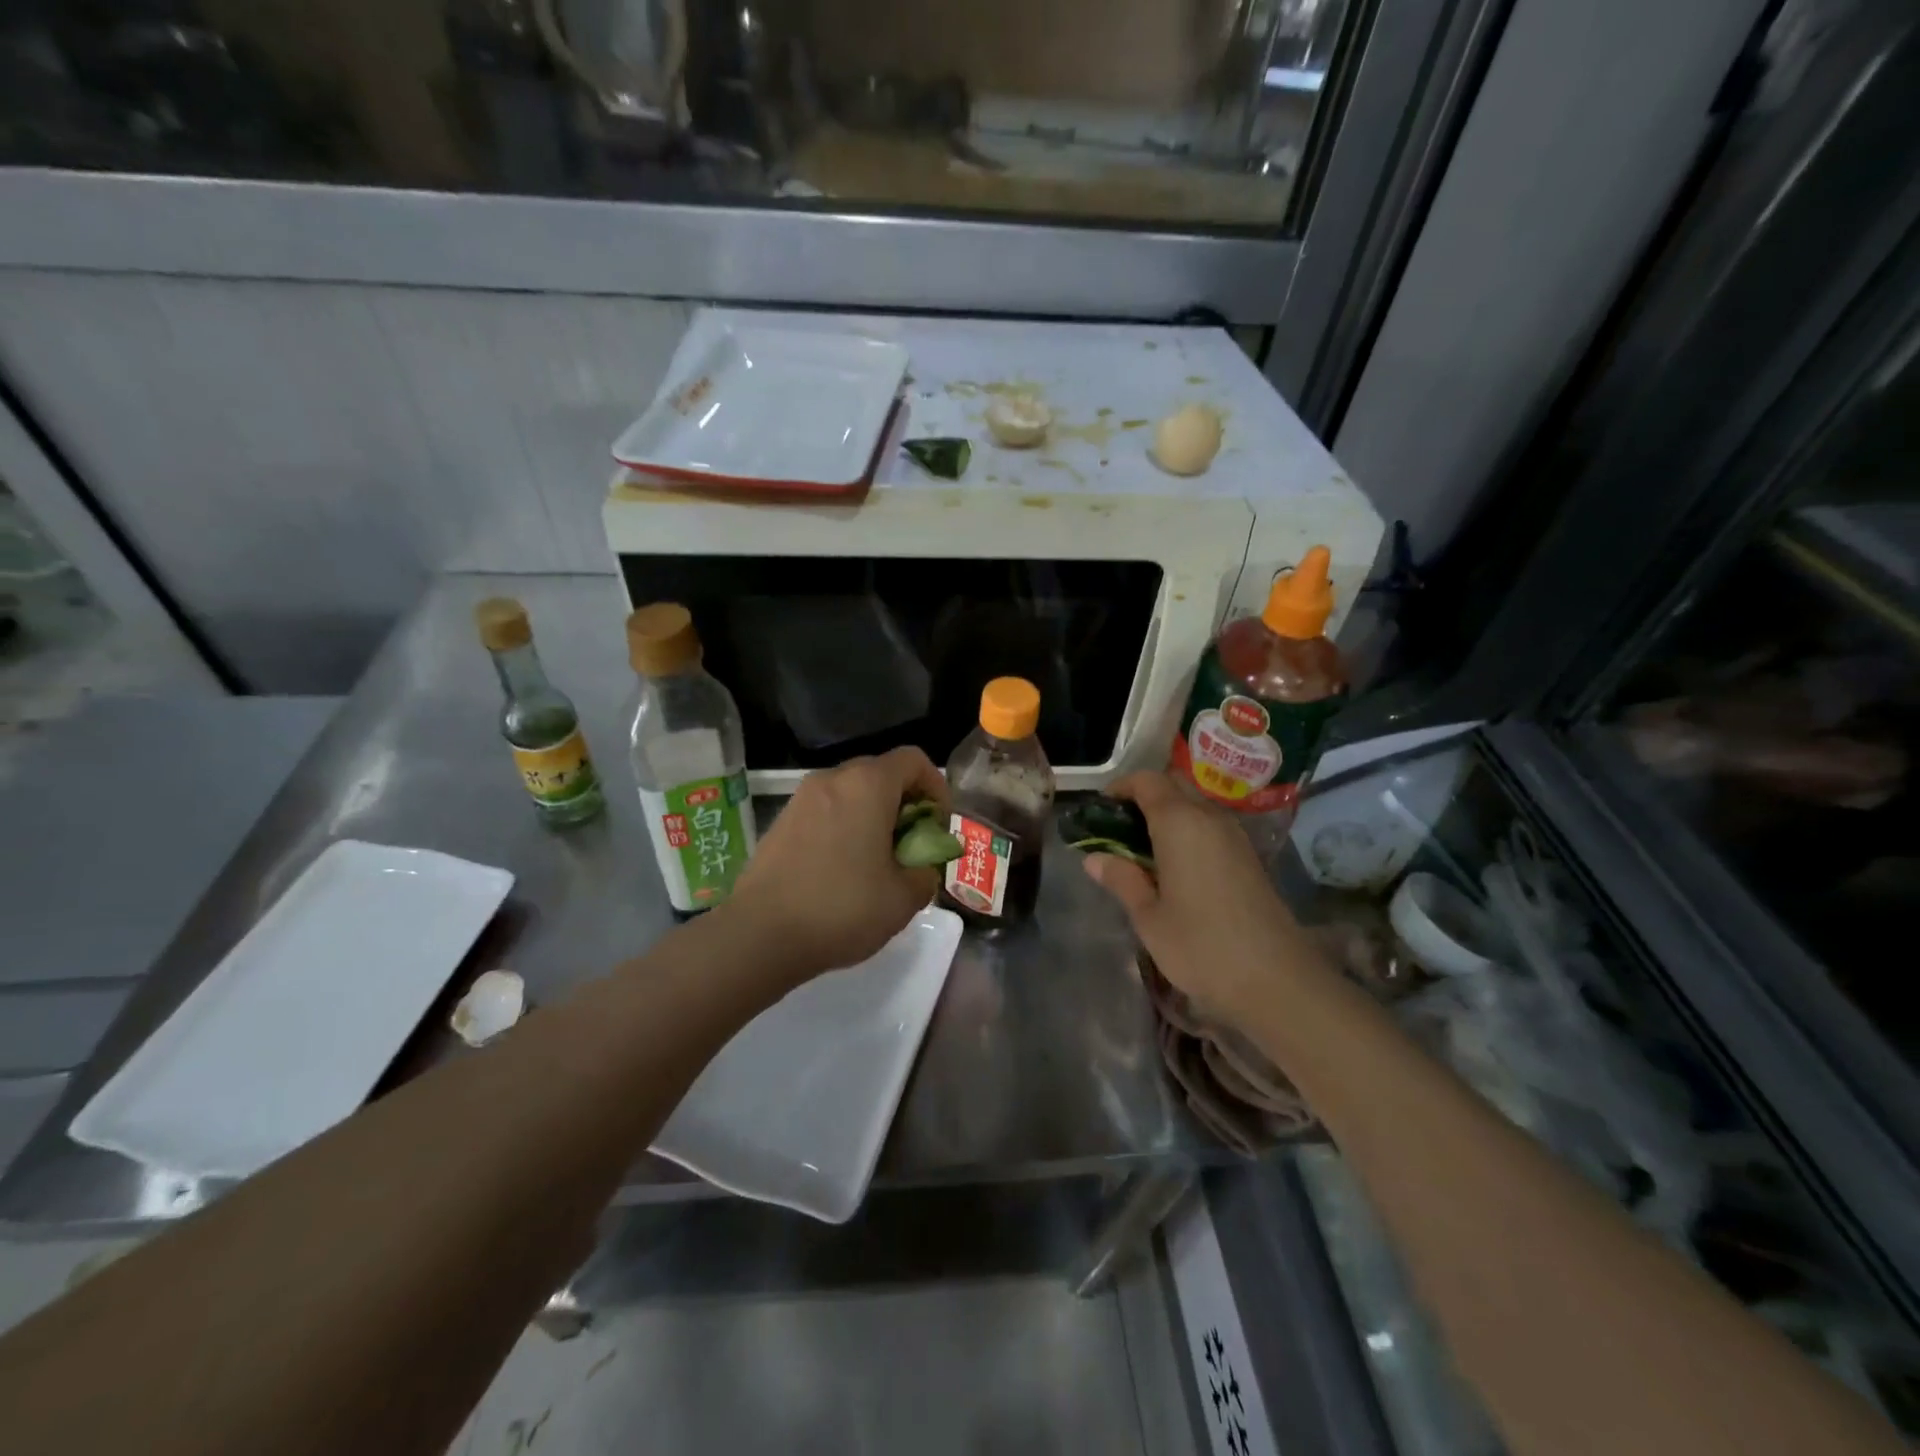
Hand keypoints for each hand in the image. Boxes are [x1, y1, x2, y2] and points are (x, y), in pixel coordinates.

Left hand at [728, 747, 949, 981]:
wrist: (760, 935)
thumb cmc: (841, 908)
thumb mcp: (903, 898)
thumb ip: (926, 872)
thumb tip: (922, 865)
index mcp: (867, 785)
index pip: (914, 760)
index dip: (936, 787)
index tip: (937, 826)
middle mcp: (832, 779)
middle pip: (881, 773)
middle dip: (905, 803)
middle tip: (911, 845)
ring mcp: (801, 798)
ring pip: (851, 792)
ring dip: (873, 816)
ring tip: (878, 861)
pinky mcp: (781, 821)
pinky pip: (825, 810)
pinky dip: (844, 826)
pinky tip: (842, 869)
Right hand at [1083, 772, 1328, 1021]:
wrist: (1277, 980)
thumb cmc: (1201, 946)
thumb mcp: (1149, 917)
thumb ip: (1122, 880)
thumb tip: (1094, 858)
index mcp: (1180, 823)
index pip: (1147, 781)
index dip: (1121, 787)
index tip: (1100, 810)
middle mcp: (1210, 818)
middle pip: (1174, 786)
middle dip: (1144, 797)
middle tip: (1119, 829)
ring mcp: (1235, 837)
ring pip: (1195, 806)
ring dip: (1168, 815)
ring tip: (1142, 850)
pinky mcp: (1249, 857)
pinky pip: (1210, 827)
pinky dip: (1188, 833)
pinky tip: (1175, 868)